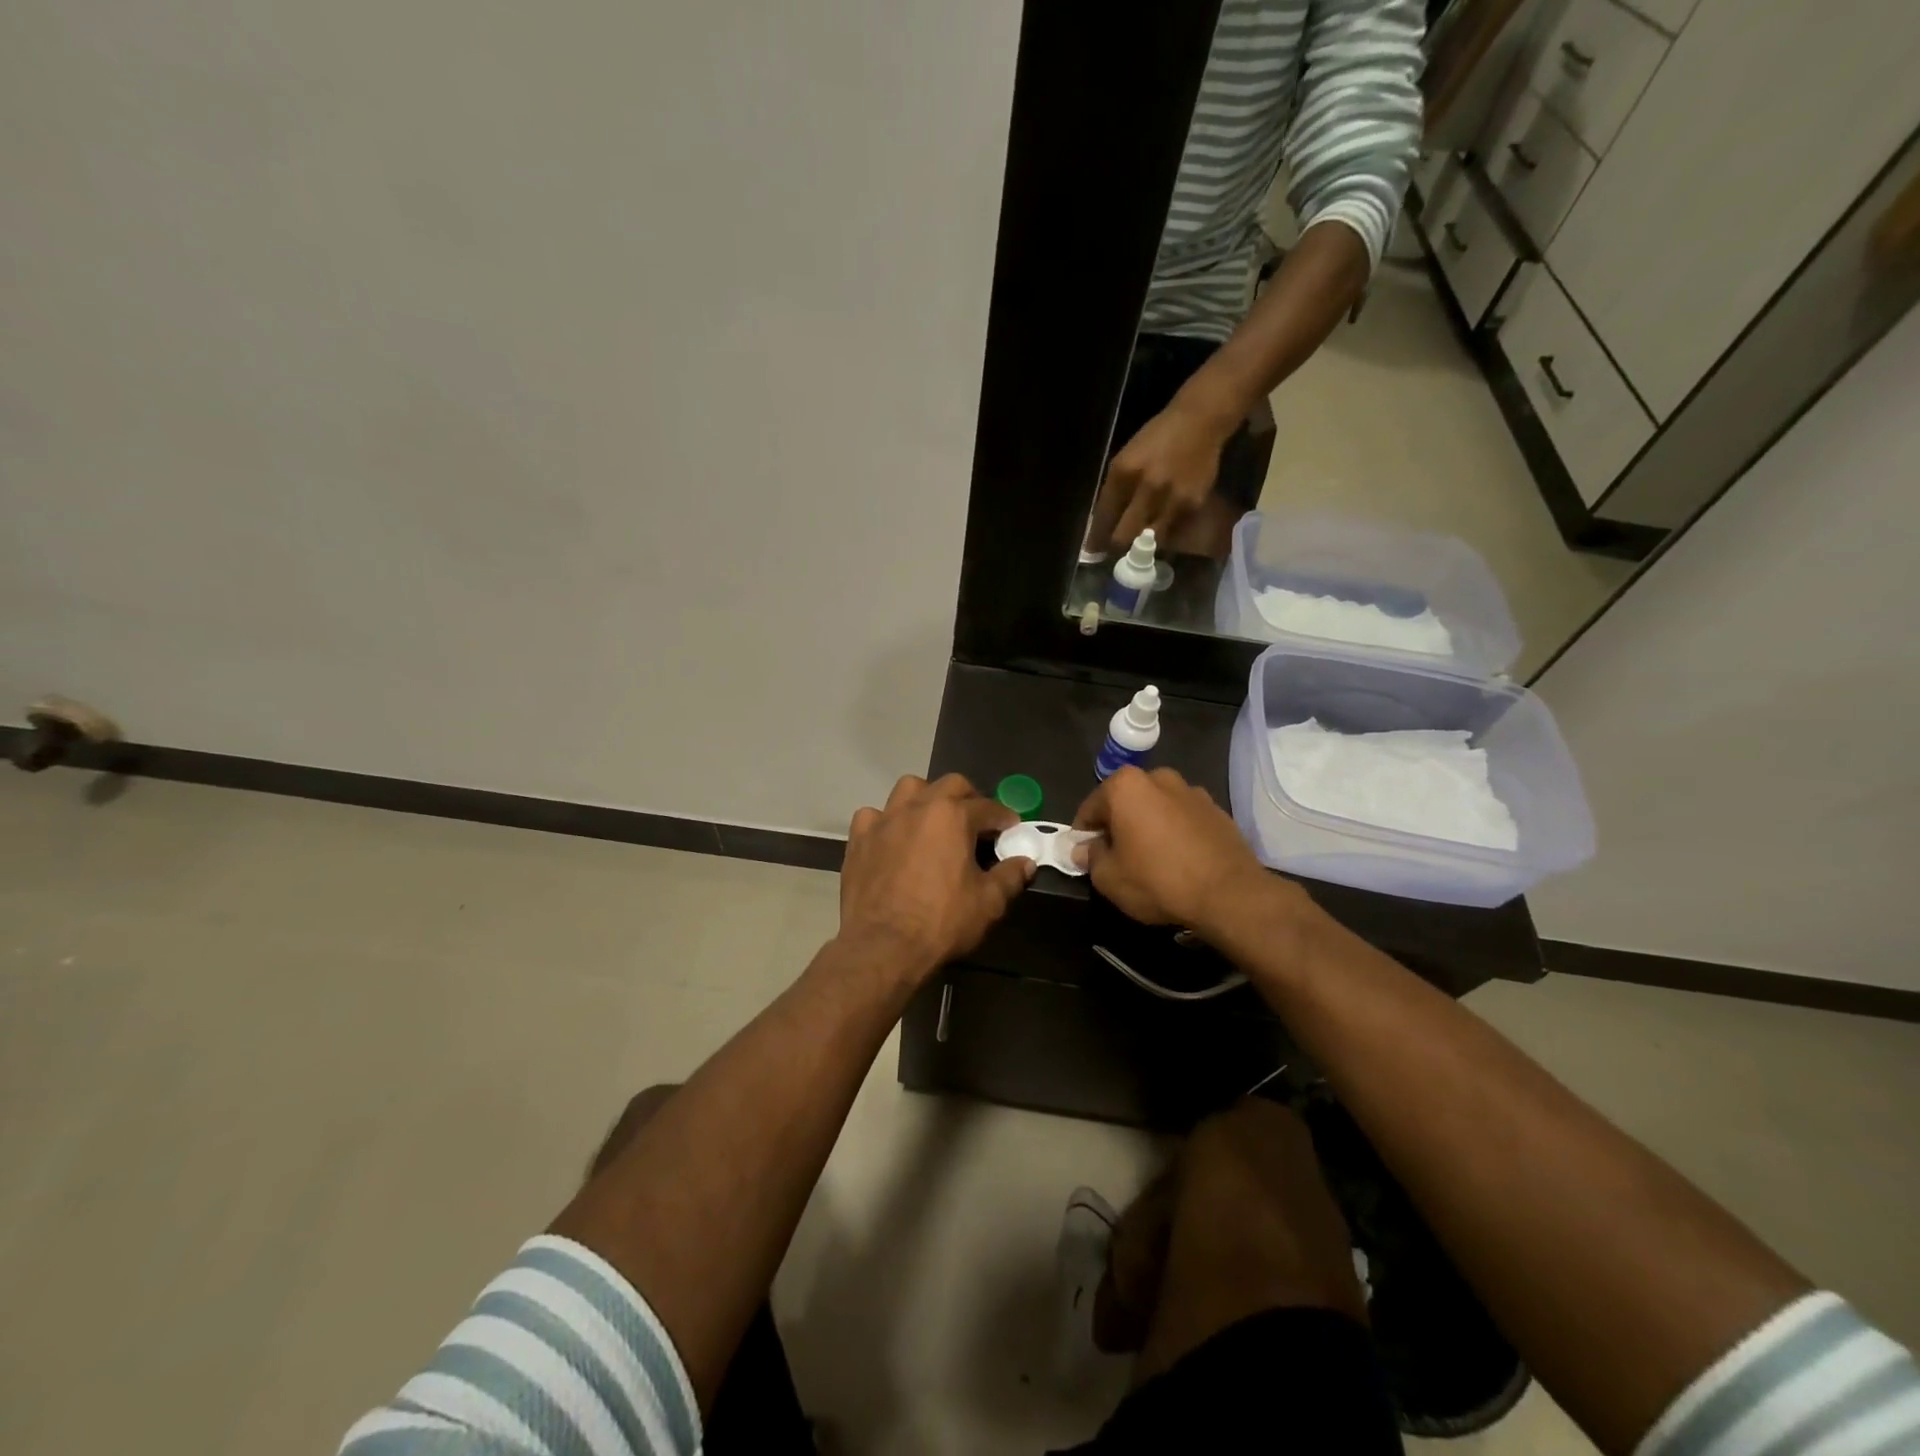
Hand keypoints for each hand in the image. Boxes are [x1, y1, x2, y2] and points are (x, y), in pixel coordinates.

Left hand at [839, 774, 1034, 980]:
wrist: (883, 946)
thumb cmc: (941, 922)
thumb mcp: (988, 903)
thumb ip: (1010, 876)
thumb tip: (1025, 862)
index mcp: (952, 816)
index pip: (987, 807)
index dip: (1003, 818)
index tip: (1011, 829)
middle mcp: (918, 806)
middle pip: (950, 785)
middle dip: (968, 798)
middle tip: (976, 823)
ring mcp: (884, 820)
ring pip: (908, 789)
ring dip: (926, 799)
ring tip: (933, 822)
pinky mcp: (859, 838)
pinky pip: (874, 815)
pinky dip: (886, 821)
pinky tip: (892, 839)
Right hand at [1072, 766, 1291, 937]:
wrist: (1229, 894)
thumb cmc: (1158, 880)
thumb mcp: (1109, 878)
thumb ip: (1091, 858)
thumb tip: (1085, 849)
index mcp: (1126, 786)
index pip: (1090, 808)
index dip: (1083, 834)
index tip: (1085, 856)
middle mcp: (1158, 778)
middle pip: (1125, 802)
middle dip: (1117, 825)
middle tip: (1116, 858)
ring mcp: (1192, 791)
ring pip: (1156, 808)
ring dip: (1148, 826)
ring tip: (1151, 859)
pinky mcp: (1217, 810)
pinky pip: (1183, 819)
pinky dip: (1175, 833)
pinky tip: (1179, 860)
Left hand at [1104, 397, 1237, 548]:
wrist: (1200, 422)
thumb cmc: (1157, 439)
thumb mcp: (1126, 458)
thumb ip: (1114, 490)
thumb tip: (1102, 523)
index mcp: (1123, 473)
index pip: (1104, 517)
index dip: (1096, 539)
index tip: (1092, 552)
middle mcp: (1146, 488)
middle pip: (1123, 536)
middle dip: (1116, 546)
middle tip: (1114, 550)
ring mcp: (1171, 499)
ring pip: (1148, 541)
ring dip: (1141, 544)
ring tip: (1138, 542)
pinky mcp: (1192, 505)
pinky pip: (1171, 531)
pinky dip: (1163, 532)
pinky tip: (1161, 524)